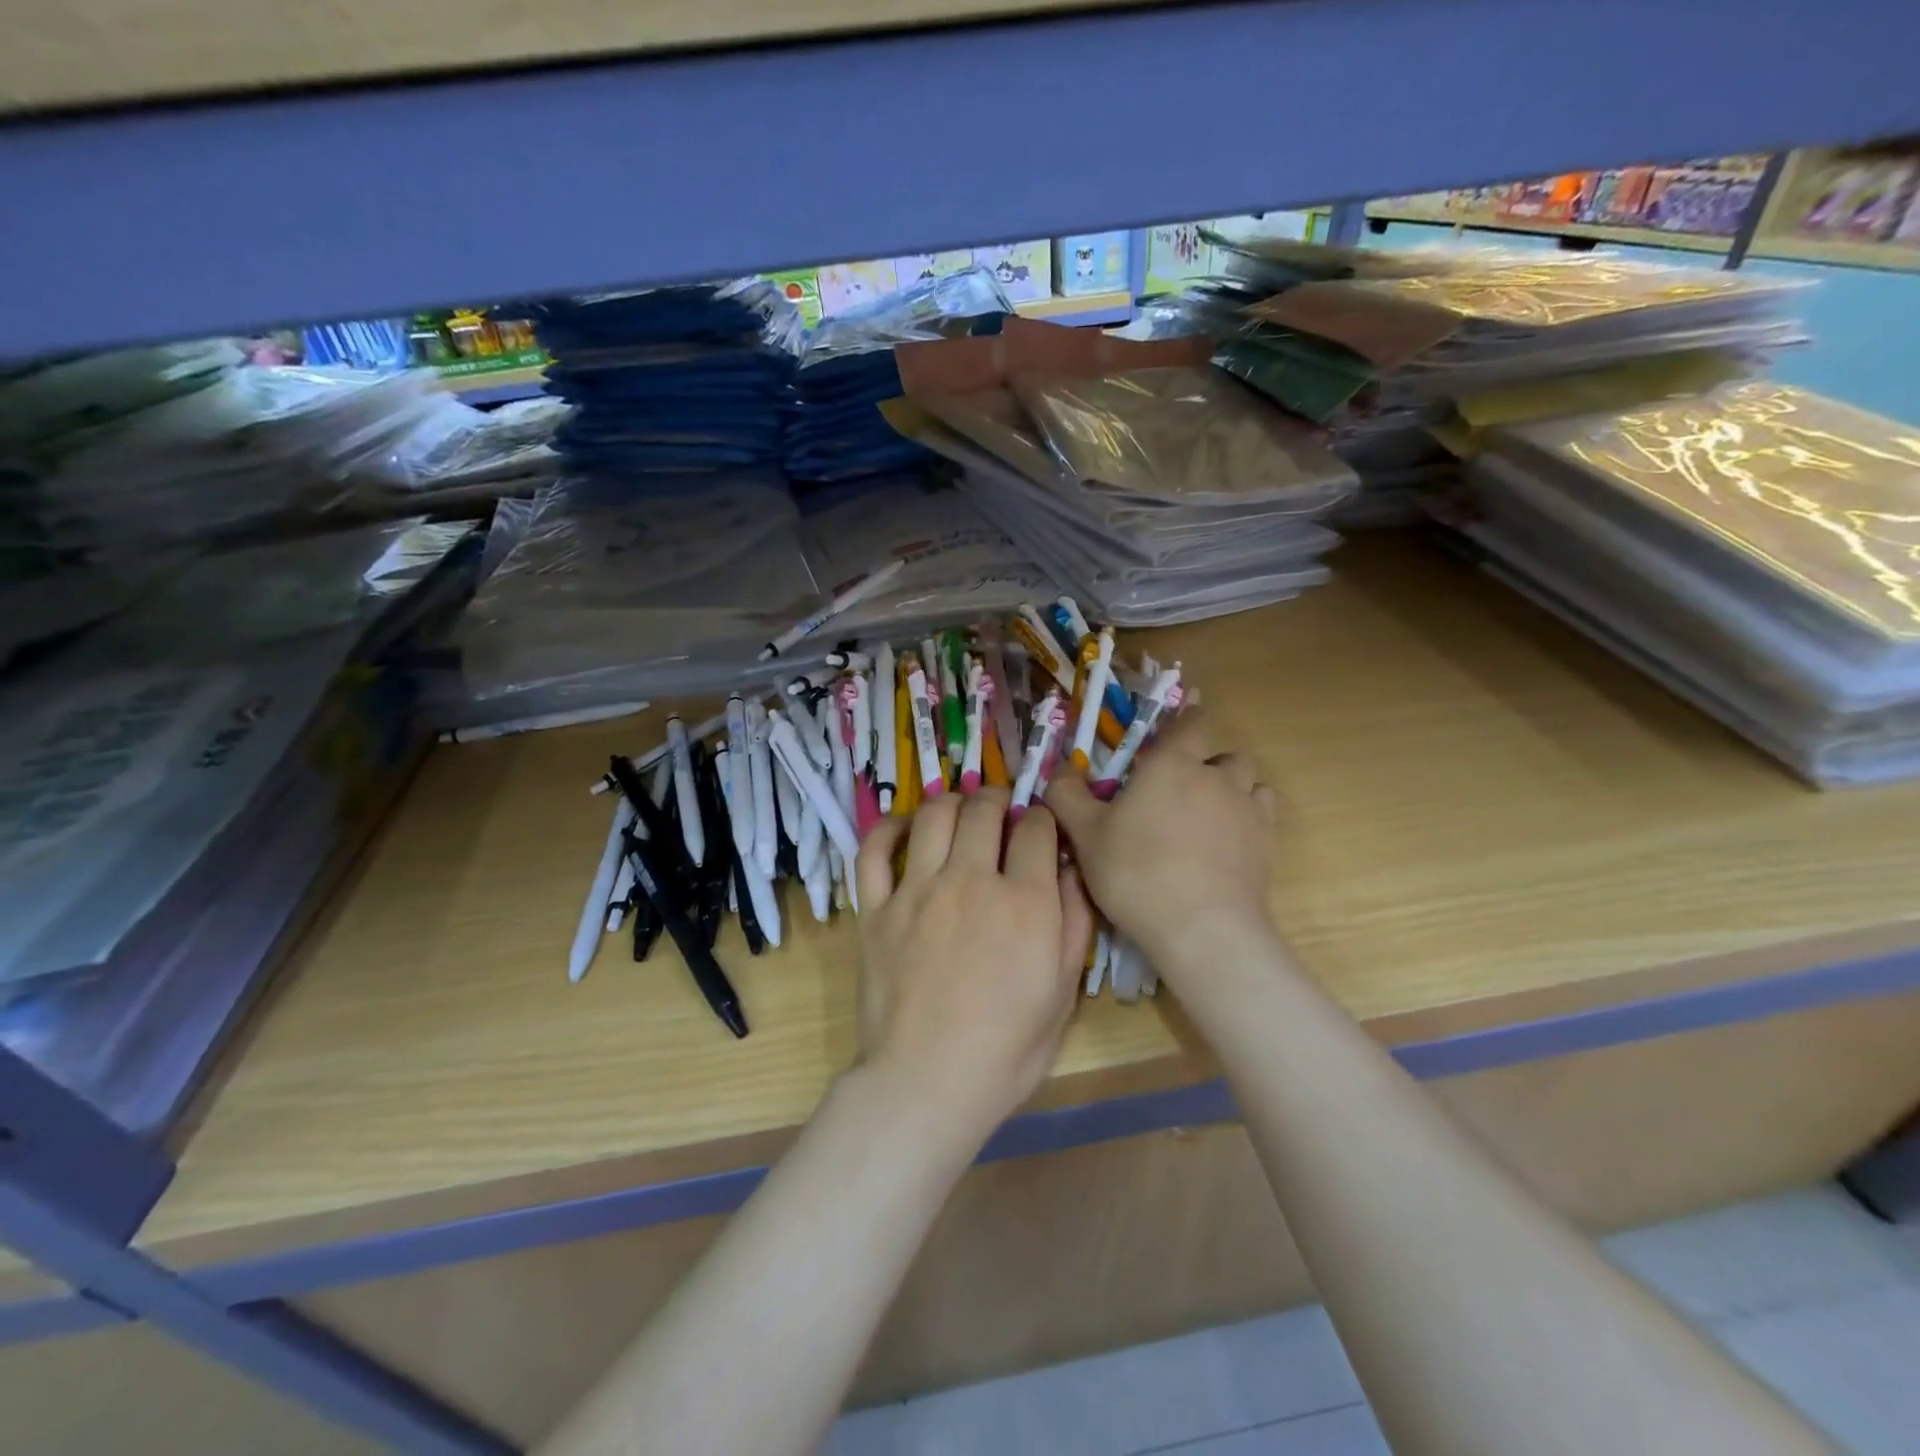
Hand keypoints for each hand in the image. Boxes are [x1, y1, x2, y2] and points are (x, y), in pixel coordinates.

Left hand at [853, 788, 1092, 1146]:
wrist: (925, 1083)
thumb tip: (1069, 871)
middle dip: (998, 800)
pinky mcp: (876, 908)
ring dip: (952, 802)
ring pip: (934, 815)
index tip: (1039, 829)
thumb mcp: (1063, 994)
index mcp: (1025, 902)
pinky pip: (874, 850)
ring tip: (960, 811)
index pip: (1036, 829)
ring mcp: (917, 891)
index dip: (1041, 820)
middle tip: (1001, 811)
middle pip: (984, 809)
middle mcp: (970, 881)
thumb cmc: (1006, 1050)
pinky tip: (904, 827)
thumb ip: (1074, 924)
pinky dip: (889, 828)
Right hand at [1045, 713, 1277, 971]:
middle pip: (1222, 754)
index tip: (1177, 728)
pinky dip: (1248, 816)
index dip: (1186, 718)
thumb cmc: (1136, 871)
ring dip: (1232, 788)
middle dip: (1205, 764)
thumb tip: (1060, 770)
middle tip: (1178, 791)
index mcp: (1172, 763)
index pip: (1191, 722)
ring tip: (1208, 815)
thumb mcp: (1085, 834)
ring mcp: (1247, 809)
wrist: (1202, 928)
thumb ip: (1067, 795)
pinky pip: (1262, 813)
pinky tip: (1228, 840)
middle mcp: (1216, 775)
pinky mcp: (1267, 843)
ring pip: (1248, 781)